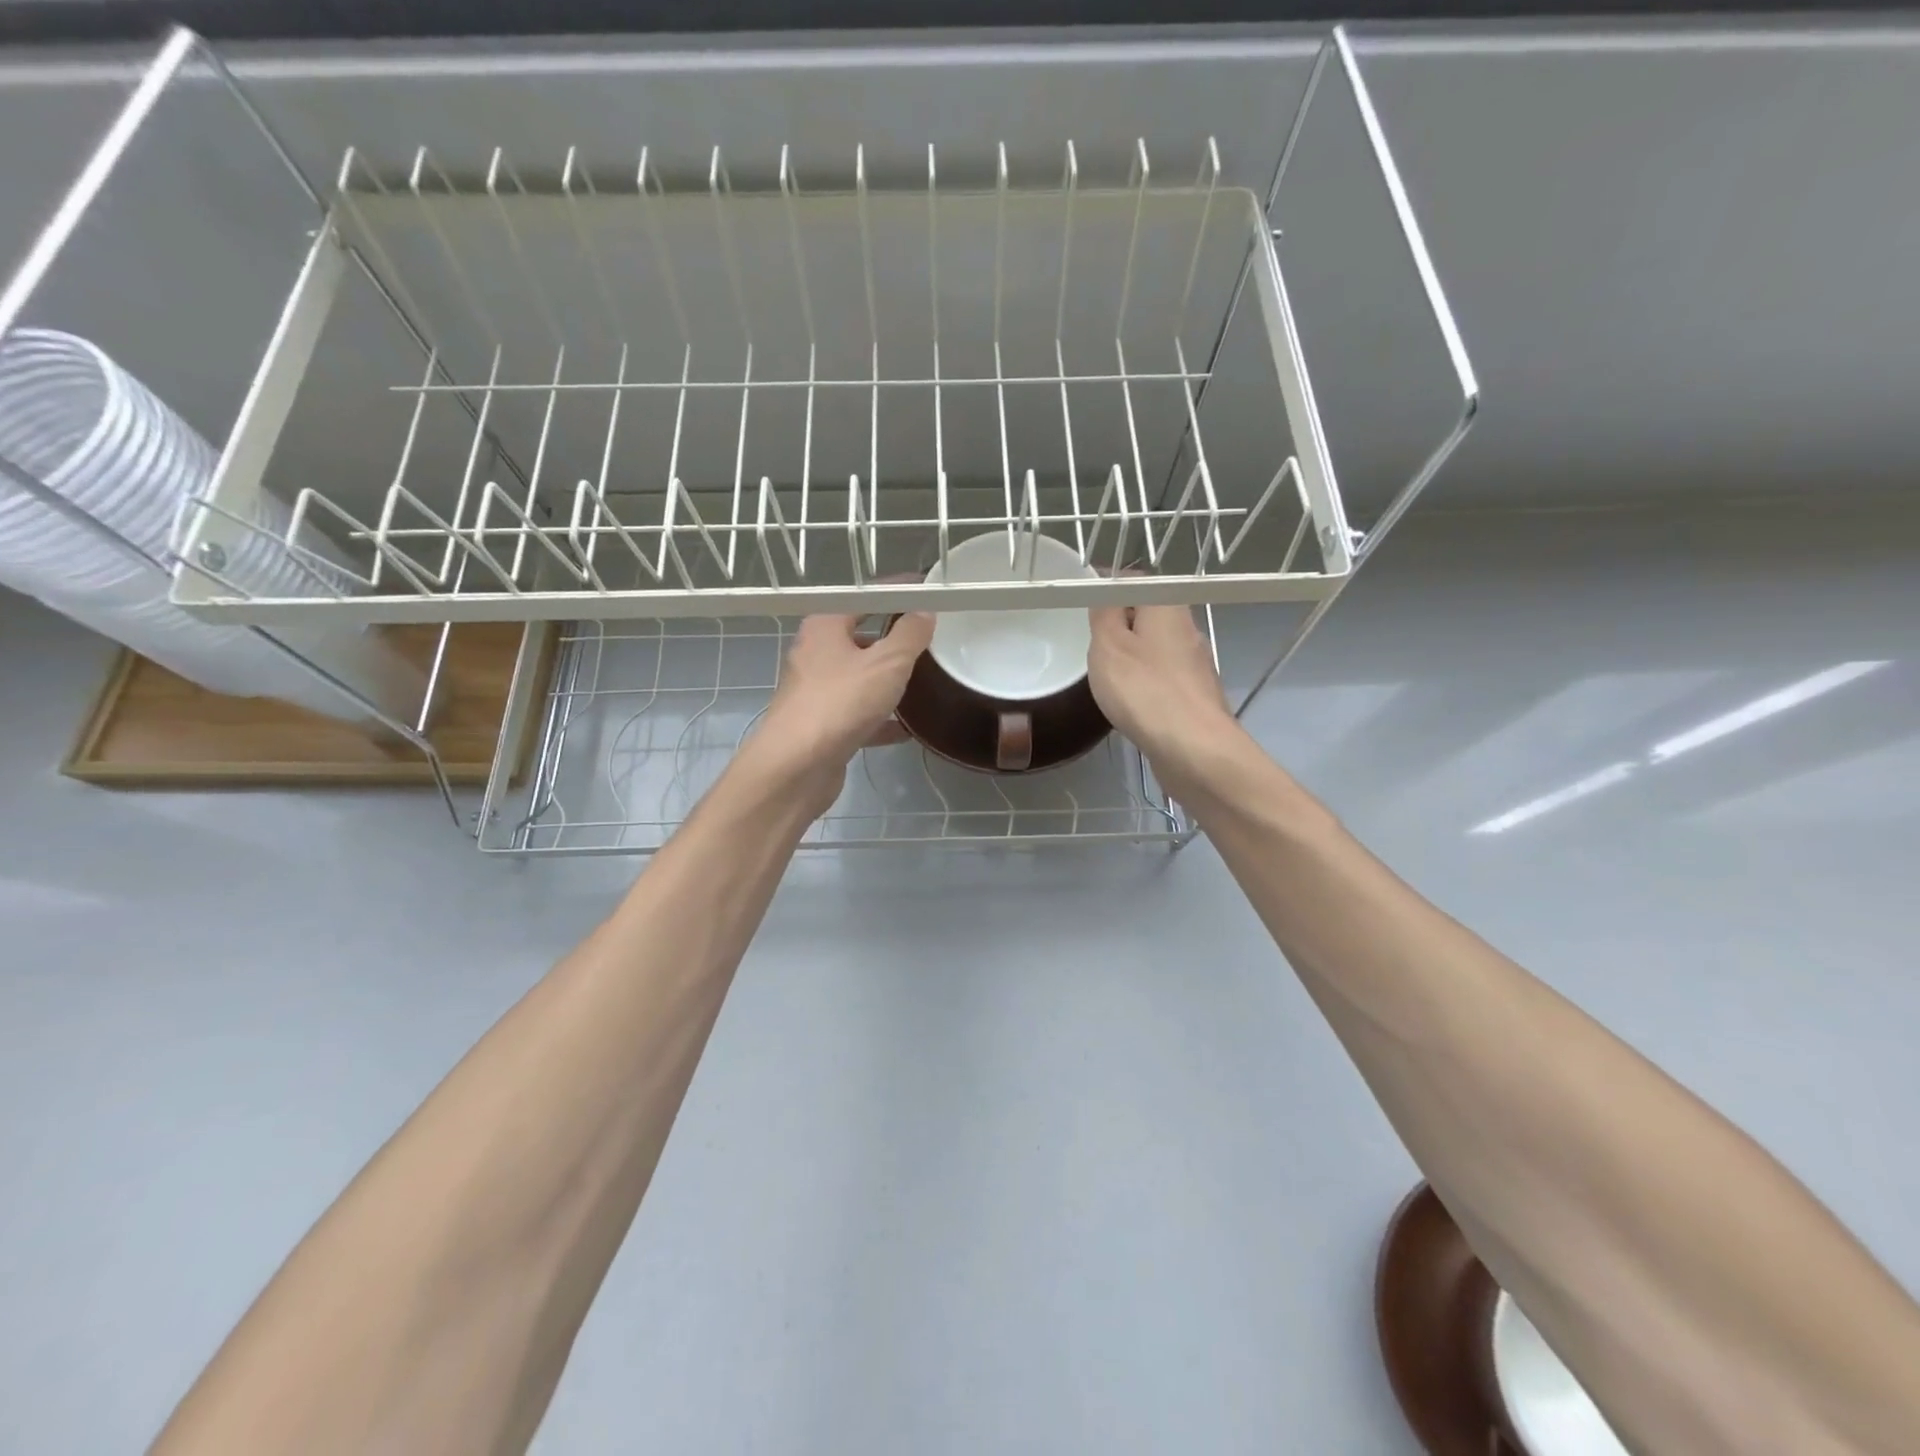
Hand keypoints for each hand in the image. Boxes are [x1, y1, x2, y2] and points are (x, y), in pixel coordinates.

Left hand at [750, 612, 933, 814]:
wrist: (797, 766)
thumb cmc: (841, 702)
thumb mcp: (887, 663)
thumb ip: (910, 635)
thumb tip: (924, 612)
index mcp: (825, 626)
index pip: (865, 597)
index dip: (897, 592)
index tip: (927, 592)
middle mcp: (815, 654)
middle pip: (859, 637)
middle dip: (893, 638)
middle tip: (930, 639)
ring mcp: (816, 691)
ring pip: (858, 677)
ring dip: (887, 680)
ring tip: (923, 680)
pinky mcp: (822, 725)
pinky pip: (858, 713)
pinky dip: (881, 718)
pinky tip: (907, 728)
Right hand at [1087, 603, 1238, 786]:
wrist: (1194, 749)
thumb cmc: (1145, 691)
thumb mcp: (1108, 645)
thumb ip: (1104, 614)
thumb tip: (1106, 591)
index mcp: (1167, 607)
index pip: (1133, 580)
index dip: (1106, 586)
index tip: (1082, 603)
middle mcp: (1187, 628)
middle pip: (1147, 614)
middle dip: (1118, 625)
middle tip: (1090, 643)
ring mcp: (1194, 664)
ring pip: (1155, 648)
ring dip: (1131, 656)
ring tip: (1105, 675)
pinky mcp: (1195, 695)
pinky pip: (1163, 677)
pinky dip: (1144, 683)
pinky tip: (1130, 702)